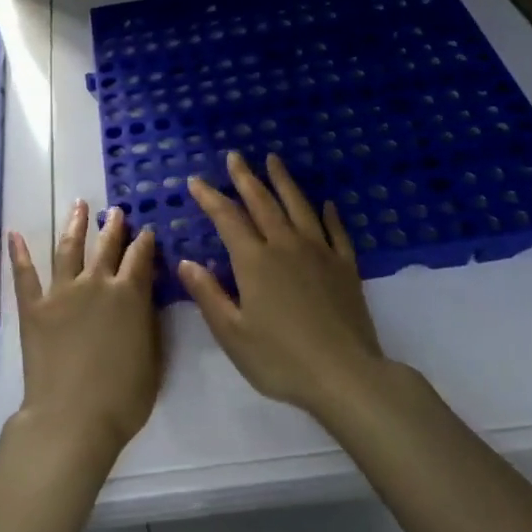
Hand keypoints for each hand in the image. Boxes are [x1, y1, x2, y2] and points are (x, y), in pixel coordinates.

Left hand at [7, 202, 161, 461]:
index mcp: (129, 295)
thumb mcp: (153, 357)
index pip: (140, 258)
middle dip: (113, 227)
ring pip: (68, 249)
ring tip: (79, 206)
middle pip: (106, 246)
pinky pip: (24, 275)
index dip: (145, 242)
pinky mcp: (33, 308)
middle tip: (116, 211)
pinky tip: (14, 235)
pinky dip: (18, 254)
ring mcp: (61, 292)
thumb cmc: (123, 397)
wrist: (72, 416)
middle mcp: (96, 284)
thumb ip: (148, 320)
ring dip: (75, 225)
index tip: (146, 230)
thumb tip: (145, 295)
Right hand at [180, 152, 388, 419]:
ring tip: (274, 160)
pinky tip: (326, 203)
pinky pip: (336, 231)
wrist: (345, 375)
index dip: (210, 198)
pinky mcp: (346, 267)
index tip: (196, 181)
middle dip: (245, 178)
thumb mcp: (232, 333)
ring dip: (284, 182)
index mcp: (254, 261)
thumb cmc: (280, 359)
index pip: (227, 219)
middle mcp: (286, 246)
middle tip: (235, 156)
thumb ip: (208, 294)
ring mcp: (320, 253)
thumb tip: (186, 262)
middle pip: (263, 203)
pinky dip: (329, 214)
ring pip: (299, 207)